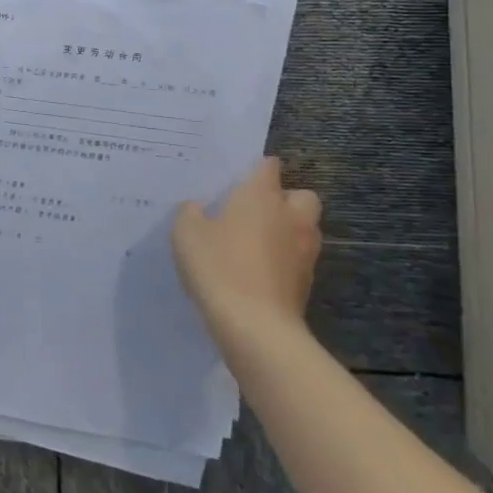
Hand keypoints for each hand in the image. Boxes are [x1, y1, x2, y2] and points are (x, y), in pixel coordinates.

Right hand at [172, 157, 322, 337]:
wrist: (255, 327)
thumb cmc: (219, 266)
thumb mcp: (186, 233)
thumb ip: (191, 212)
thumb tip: (199, 208)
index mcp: (262, 195)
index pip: (269, 166)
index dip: (256, 168)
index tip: (237, 178)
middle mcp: (290, 217)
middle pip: (302, 196)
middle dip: (285, 199)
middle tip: (255, 211)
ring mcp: (304, 251)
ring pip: (305, 229)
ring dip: (288, 231)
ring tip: (256, 244)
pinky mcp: (306, 283)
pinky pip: (298, 260)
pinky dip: (284, 262)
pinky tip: (257, 273)